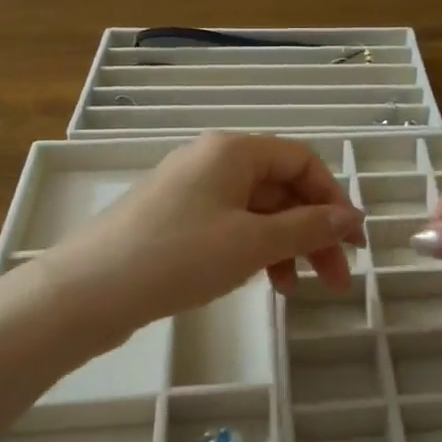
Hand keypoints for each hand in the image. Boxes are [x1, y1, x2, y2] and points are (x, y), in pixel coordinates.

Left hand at [34, 133, 364, 344]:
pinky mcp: (174, 218)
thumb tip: (352, 217)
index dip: (334, 199)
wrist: (88, 291)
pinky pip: (230, 225)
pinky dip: (253, 249)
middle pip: (281, 187)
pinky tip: (261, 281)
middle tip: (335, 279)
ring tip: (296, 290)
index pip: (302, 161)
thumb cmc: (178, 256)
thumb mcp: (252, 243)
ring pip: (256, 210)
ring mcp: (191, 189)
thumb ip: (307, 228)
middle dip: (313, 231)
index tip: (353, 242)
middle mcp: (213, 160)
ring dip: (285, 245)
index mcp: (233, 150)